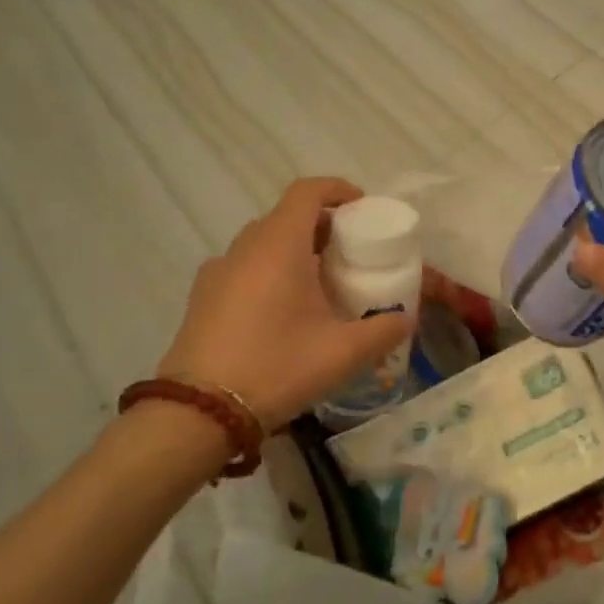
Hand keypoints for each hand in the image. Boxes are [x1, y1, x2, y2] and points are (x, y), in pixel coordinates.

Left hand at [156, 178, 411, 430]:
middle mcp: (245, 247)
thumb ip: (384, 330)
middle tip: (351, 254)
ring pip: (264, 242)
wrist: (199, 412)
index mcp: (279, 244)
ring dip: (296, 250)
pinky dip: (271, 272)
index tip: (363, 209)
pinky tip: (285, 312)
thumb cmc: (277, 367)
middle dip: (323, 225)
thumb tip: (404, 319)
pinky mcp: (203, 297)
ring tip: (321, 285)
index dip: (339, 190)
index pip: (308, 191)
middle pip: (288, 216)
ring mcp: (219, 271)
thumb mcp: (344, 353)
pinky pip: (245, 267)